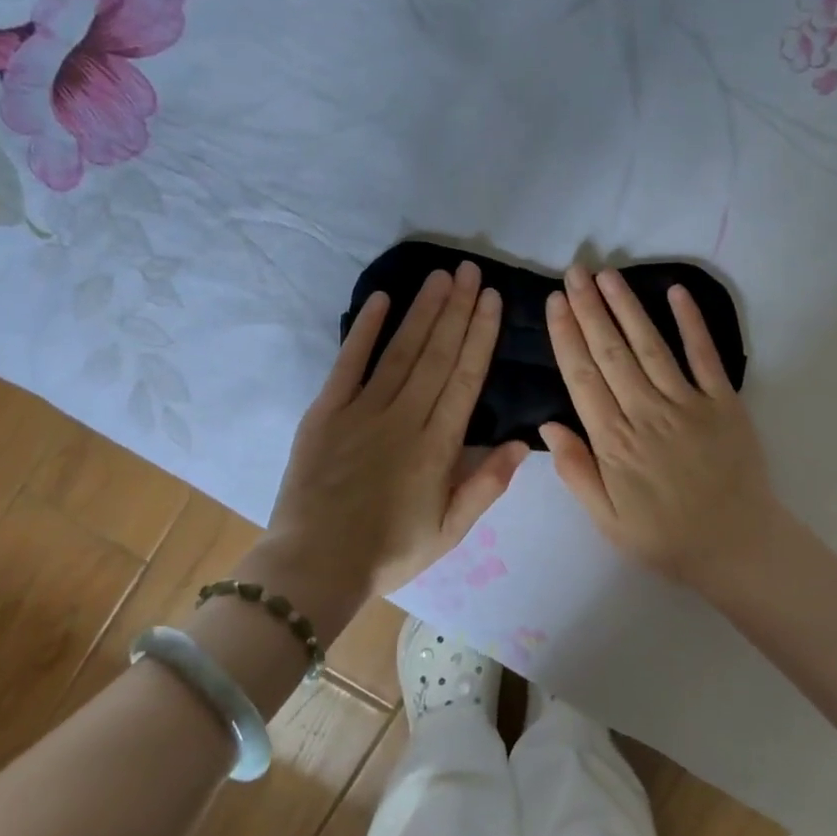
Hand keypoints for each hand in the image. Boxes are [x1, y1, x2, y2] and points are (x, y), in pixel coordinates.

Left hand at [263, 261, 527, 606]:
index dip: (480, 336)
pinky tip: (381, 299)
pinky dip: (365, 330)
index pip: (465, 379)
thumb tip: (521, 442)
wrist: (315, 564)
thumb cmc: (390, 552)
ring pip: (401, 351)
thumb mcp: (450, 530)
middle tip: (471, 271)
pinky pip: (349, 363)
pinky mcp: (326, 411)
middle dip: (458, 310)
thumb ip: (486, 485)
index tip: (492, 300)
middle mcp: (404, 417)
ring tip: (442, 277)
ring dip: (423, 311)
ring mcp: (362, 410)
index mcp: (438, 446)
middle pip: (437, 355)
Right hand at [541, 264, 778, 593]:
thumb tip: (548, 425)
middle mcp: (647, 413)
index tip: (555, 303)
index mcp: (614, 442)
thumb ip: (577, 471)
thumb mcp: (606, 520)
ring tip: (607, 275)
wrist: (734, 546)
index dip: (566, 336)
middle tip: (575, 272)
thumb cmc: (663, 536)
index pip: (583, 377)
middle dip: (590, 309)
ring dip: (627, 307)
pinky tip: (674, 292)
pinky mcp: (724, 403)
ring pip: (650, 346)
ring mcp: (688, 404)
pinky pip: (705, 356)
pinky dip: (691, 323)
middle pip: (611, 352)